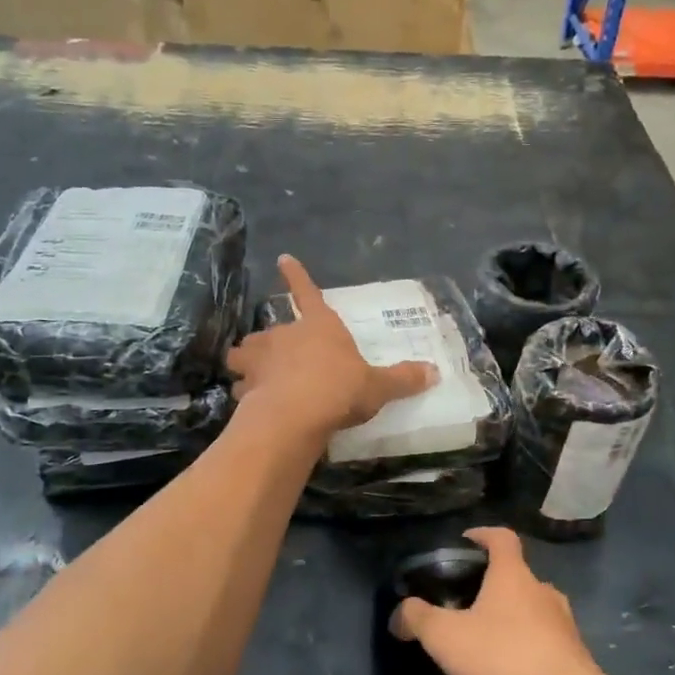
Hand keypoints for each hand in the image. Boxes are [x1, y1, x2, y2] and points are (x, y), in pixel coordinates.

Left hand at [227, 255, 437, 437]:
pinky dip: (244, 393)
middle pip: (269, 330)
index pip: (307, 293)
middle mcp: (284, 335)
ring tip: (253, 377)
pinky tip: (251, 406)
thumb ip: (402, 379)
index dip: (296, 276)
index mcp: (319, 326)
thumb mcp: (377, 387)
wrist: (295, 416)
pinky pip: (240, 387)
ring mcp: (259, 359)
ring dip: (247, 363)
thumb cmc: (339, 389)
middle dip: (269, 342)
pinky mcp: (245, 387)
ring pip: (243, 354)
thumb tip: (435, 372)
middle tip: (277, 357)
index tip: (283, 258)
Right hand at [389, 527, 608, 674]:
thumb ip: (418, 619)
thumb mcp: (446, 637)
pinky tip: (509, 670)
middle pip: (516, 575)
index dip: (482, 534)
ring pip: (531, 609)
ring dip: (511, 618)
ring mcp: (563, 622)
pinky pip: (544, 640)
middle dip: (492, 585)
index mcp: (513, 575)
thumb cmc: (504, 656)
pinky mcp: (574, 654)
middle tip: (465, 605)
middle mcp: (542, 590)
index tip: (465, 542)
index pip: (501, 537)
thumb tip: (399, 613)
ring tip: (485, 641)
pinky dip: (526, 646)